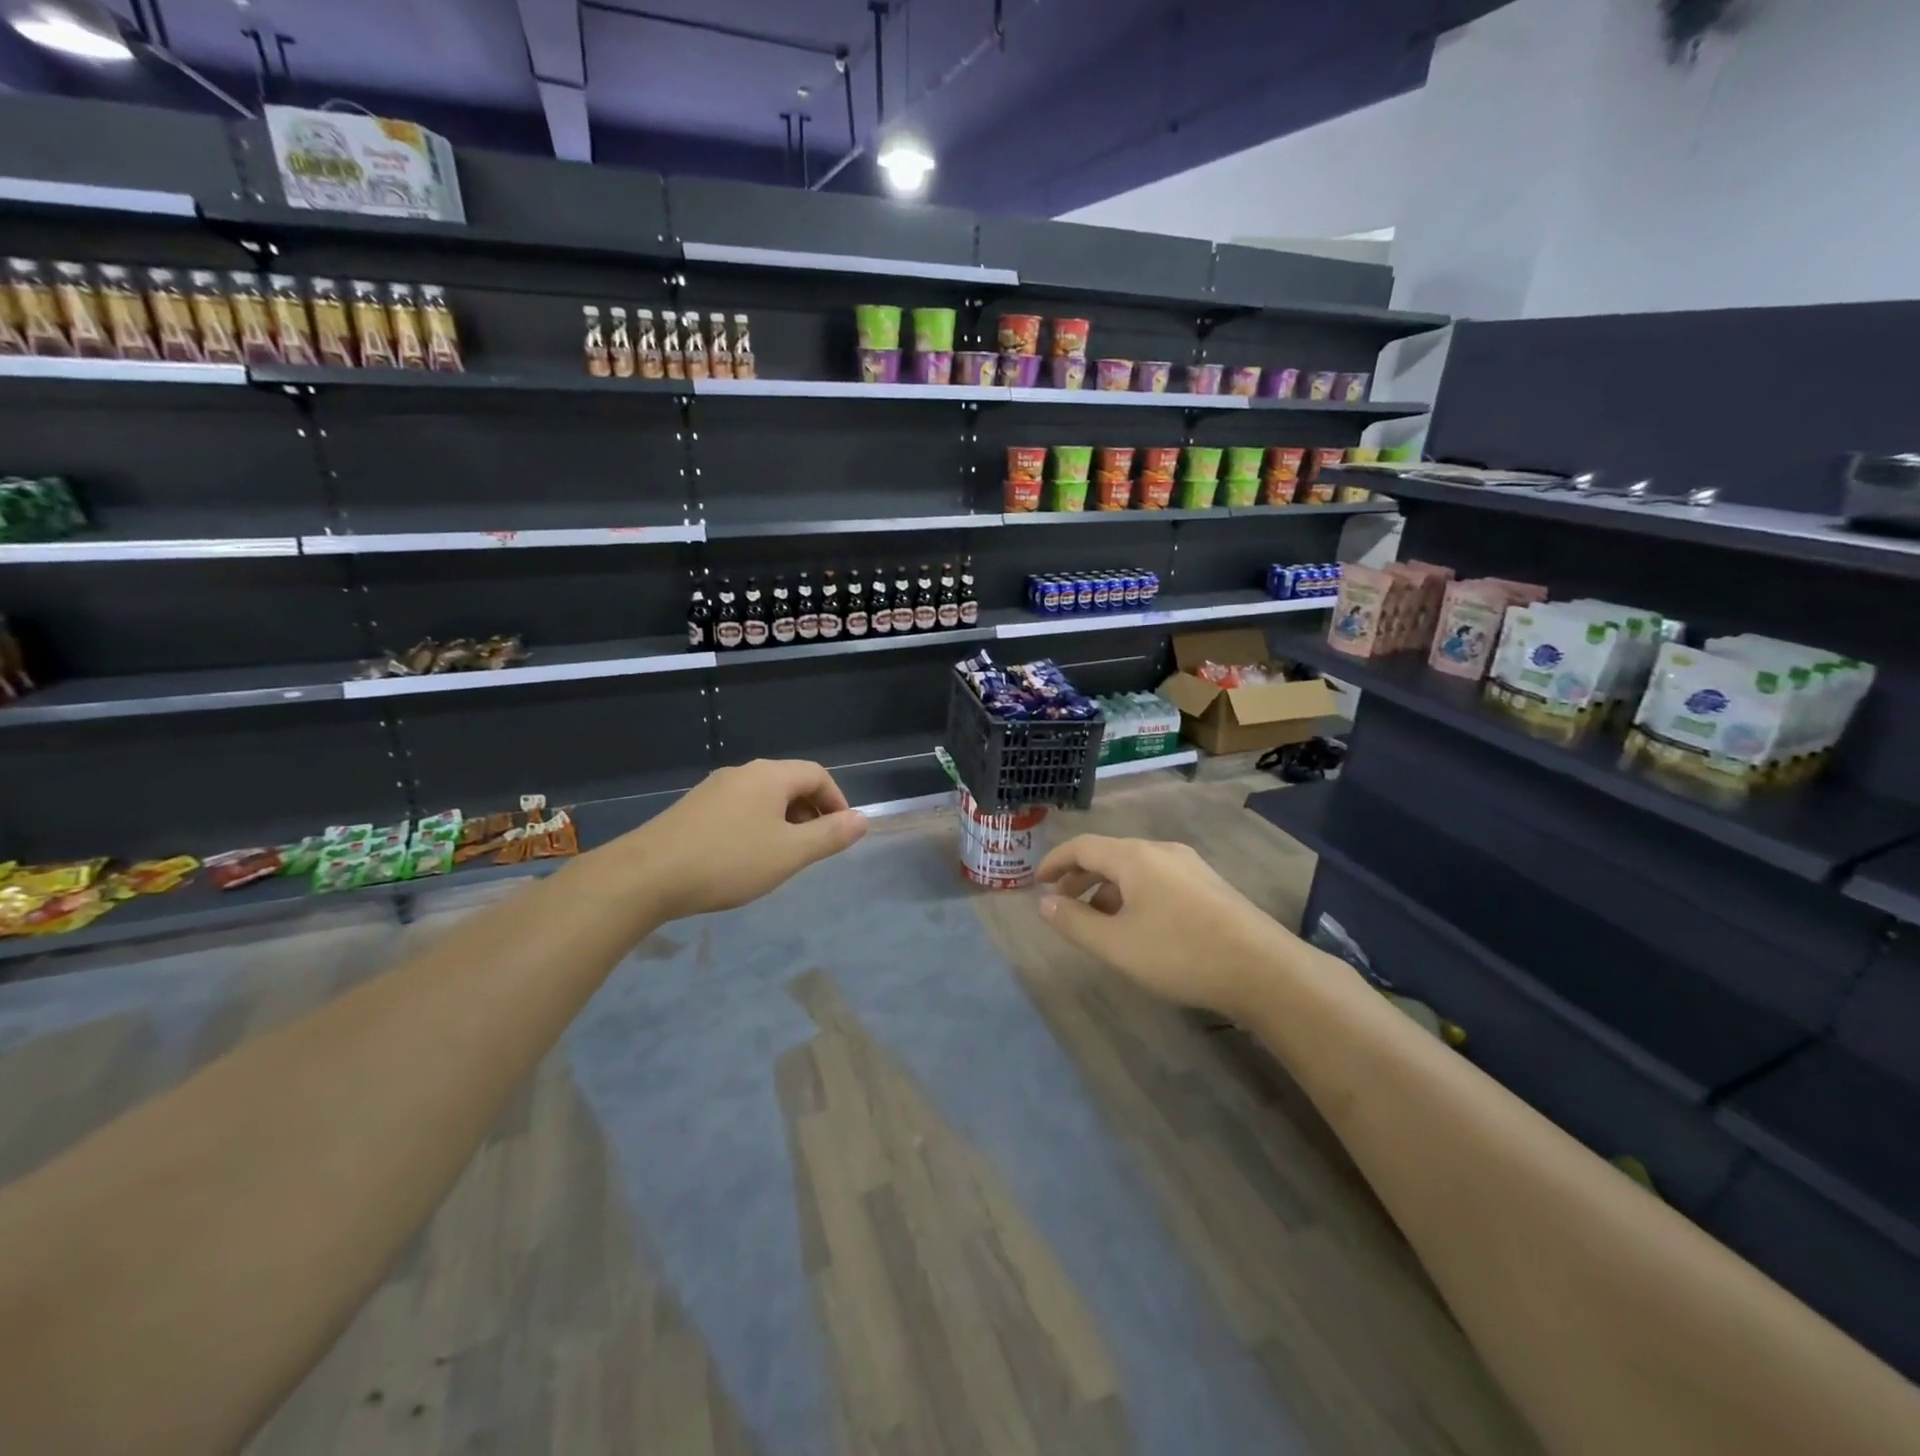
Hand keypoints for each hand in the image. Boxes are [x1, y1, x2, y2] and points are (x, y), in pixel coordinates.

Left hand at [627, 759, 867, 919]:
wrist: (646, 876)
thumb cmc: (728, 861)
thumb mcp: (789, 853)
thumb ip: (830, 835)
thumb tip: (863, 820)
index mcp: (770, 776)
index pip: (817, 774)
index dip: (837, 800)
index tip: (843, 832)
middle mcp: (743, 773)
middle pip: (790, 782)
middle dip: (811, 811)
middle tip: (817, 847)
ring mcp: (713, 789)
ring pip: (763, 797)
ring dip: (784, 820)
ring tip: (784, 855)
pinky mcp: (693, 809)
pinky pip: (739, 808)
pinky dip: (757, 826)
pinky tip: (747, 857)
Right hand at [1035, 834, 1297, 1018]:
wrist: (1263, 969)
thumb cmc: (1179, 953)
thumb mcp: (1116, 944)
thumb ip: (1074, 922)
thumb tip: (1045, 903)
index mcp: (1134, 857)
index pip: (1082, 846)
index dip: (1054, 861)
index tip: (1036, 882)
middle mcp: (1161, 851)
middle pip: (1109, 855)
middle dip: (1080, 877)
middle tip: (1061, 903)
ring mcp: (1190, 866)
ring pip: (1135, 869)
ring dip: (1107, 890)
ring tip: (1097, 922)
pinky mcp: (1209, 886)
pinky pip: (1157, 880)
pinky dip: (1134, 895)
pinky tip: (1138, 926)